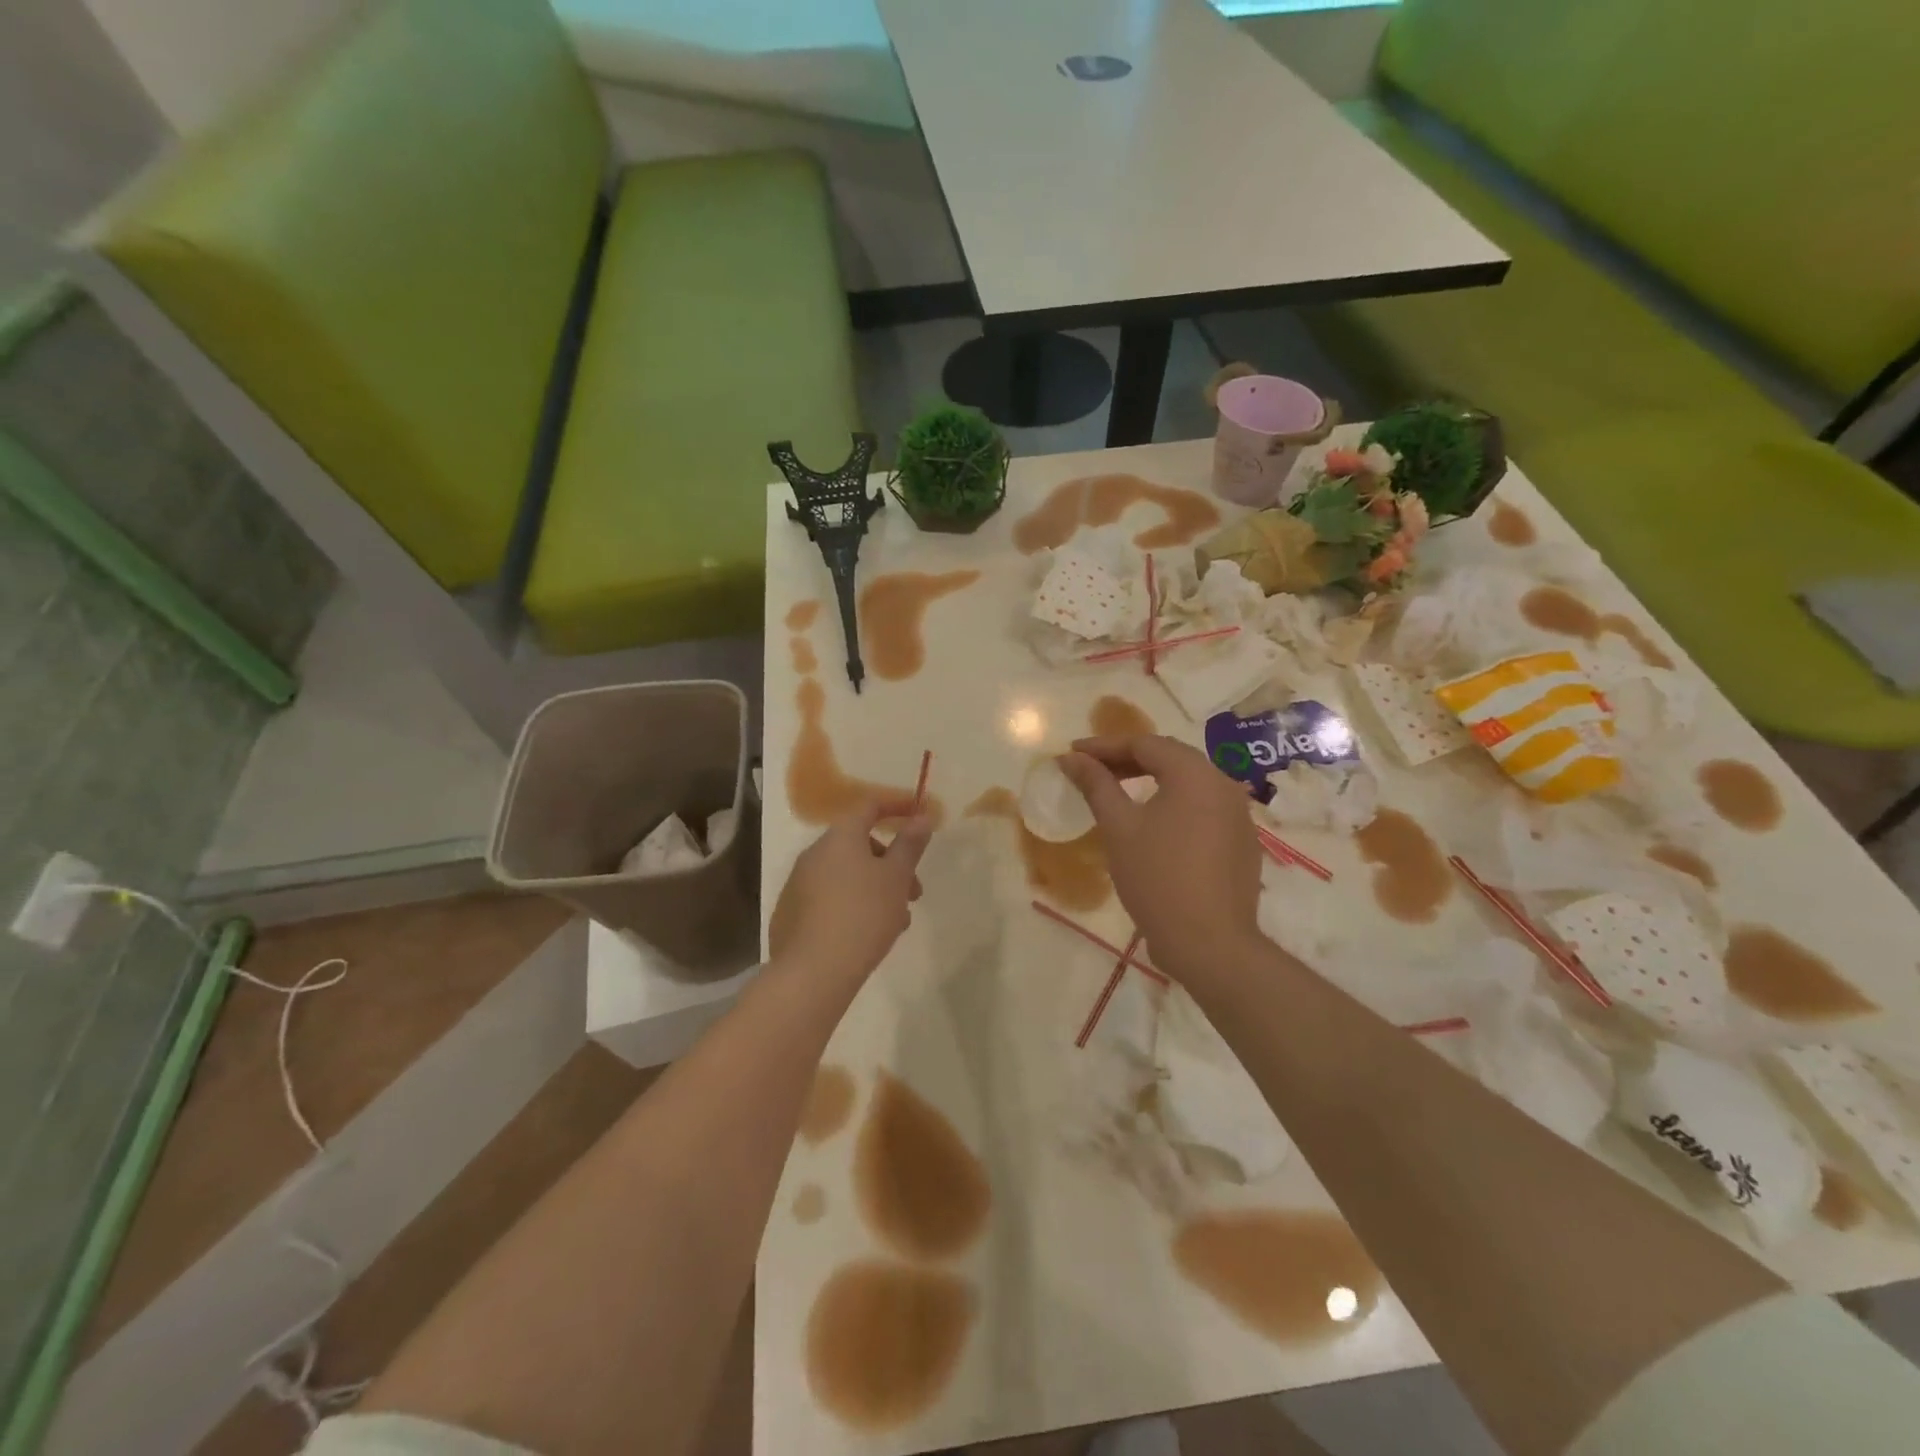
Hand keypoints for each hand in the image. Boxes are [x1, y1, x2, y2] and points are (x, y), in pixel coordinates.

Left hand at [767, 797, 933, 979]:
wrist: (813, 972)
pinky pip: (831, 898)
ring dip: (876, 888)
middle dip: (891, 863)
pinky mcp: (792, 915)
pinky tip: (869, 935)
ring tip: (897, 921)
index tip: (919, 815)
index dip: (896, 806)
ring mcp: (798, 885)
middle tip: (914, 891)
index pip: (869, 806)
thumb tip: (921, 816)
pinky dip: (853, 905)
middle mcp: (814, 854)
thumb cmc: (863, 915)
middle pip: (859, 845)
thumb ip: (910, 845)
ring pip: (847, 876)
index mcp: (839, 838)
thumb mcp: (896, 878)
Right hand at [1060, 735, 1262, 984]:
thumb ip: (1096, 785)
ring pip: (1188, 784)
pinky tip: (1152, 825)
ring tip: (1117, 793)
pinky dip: (1172, 805)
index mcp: (1196, 774)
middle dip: (1127, 761)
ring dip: (1150, 782)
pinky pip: (1202, 809)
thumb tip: (1071, 757)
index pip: (1145, 743)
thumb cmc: (1158, 877)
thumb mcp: (1118, 827)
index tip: (1073, 754)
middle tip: (1091, 771)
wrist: (1209, 943)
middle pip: (1170, 759)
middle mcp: (1224, 784)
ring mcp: (1239, 815)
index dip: (1104, 746)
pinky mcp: (1242, 842)